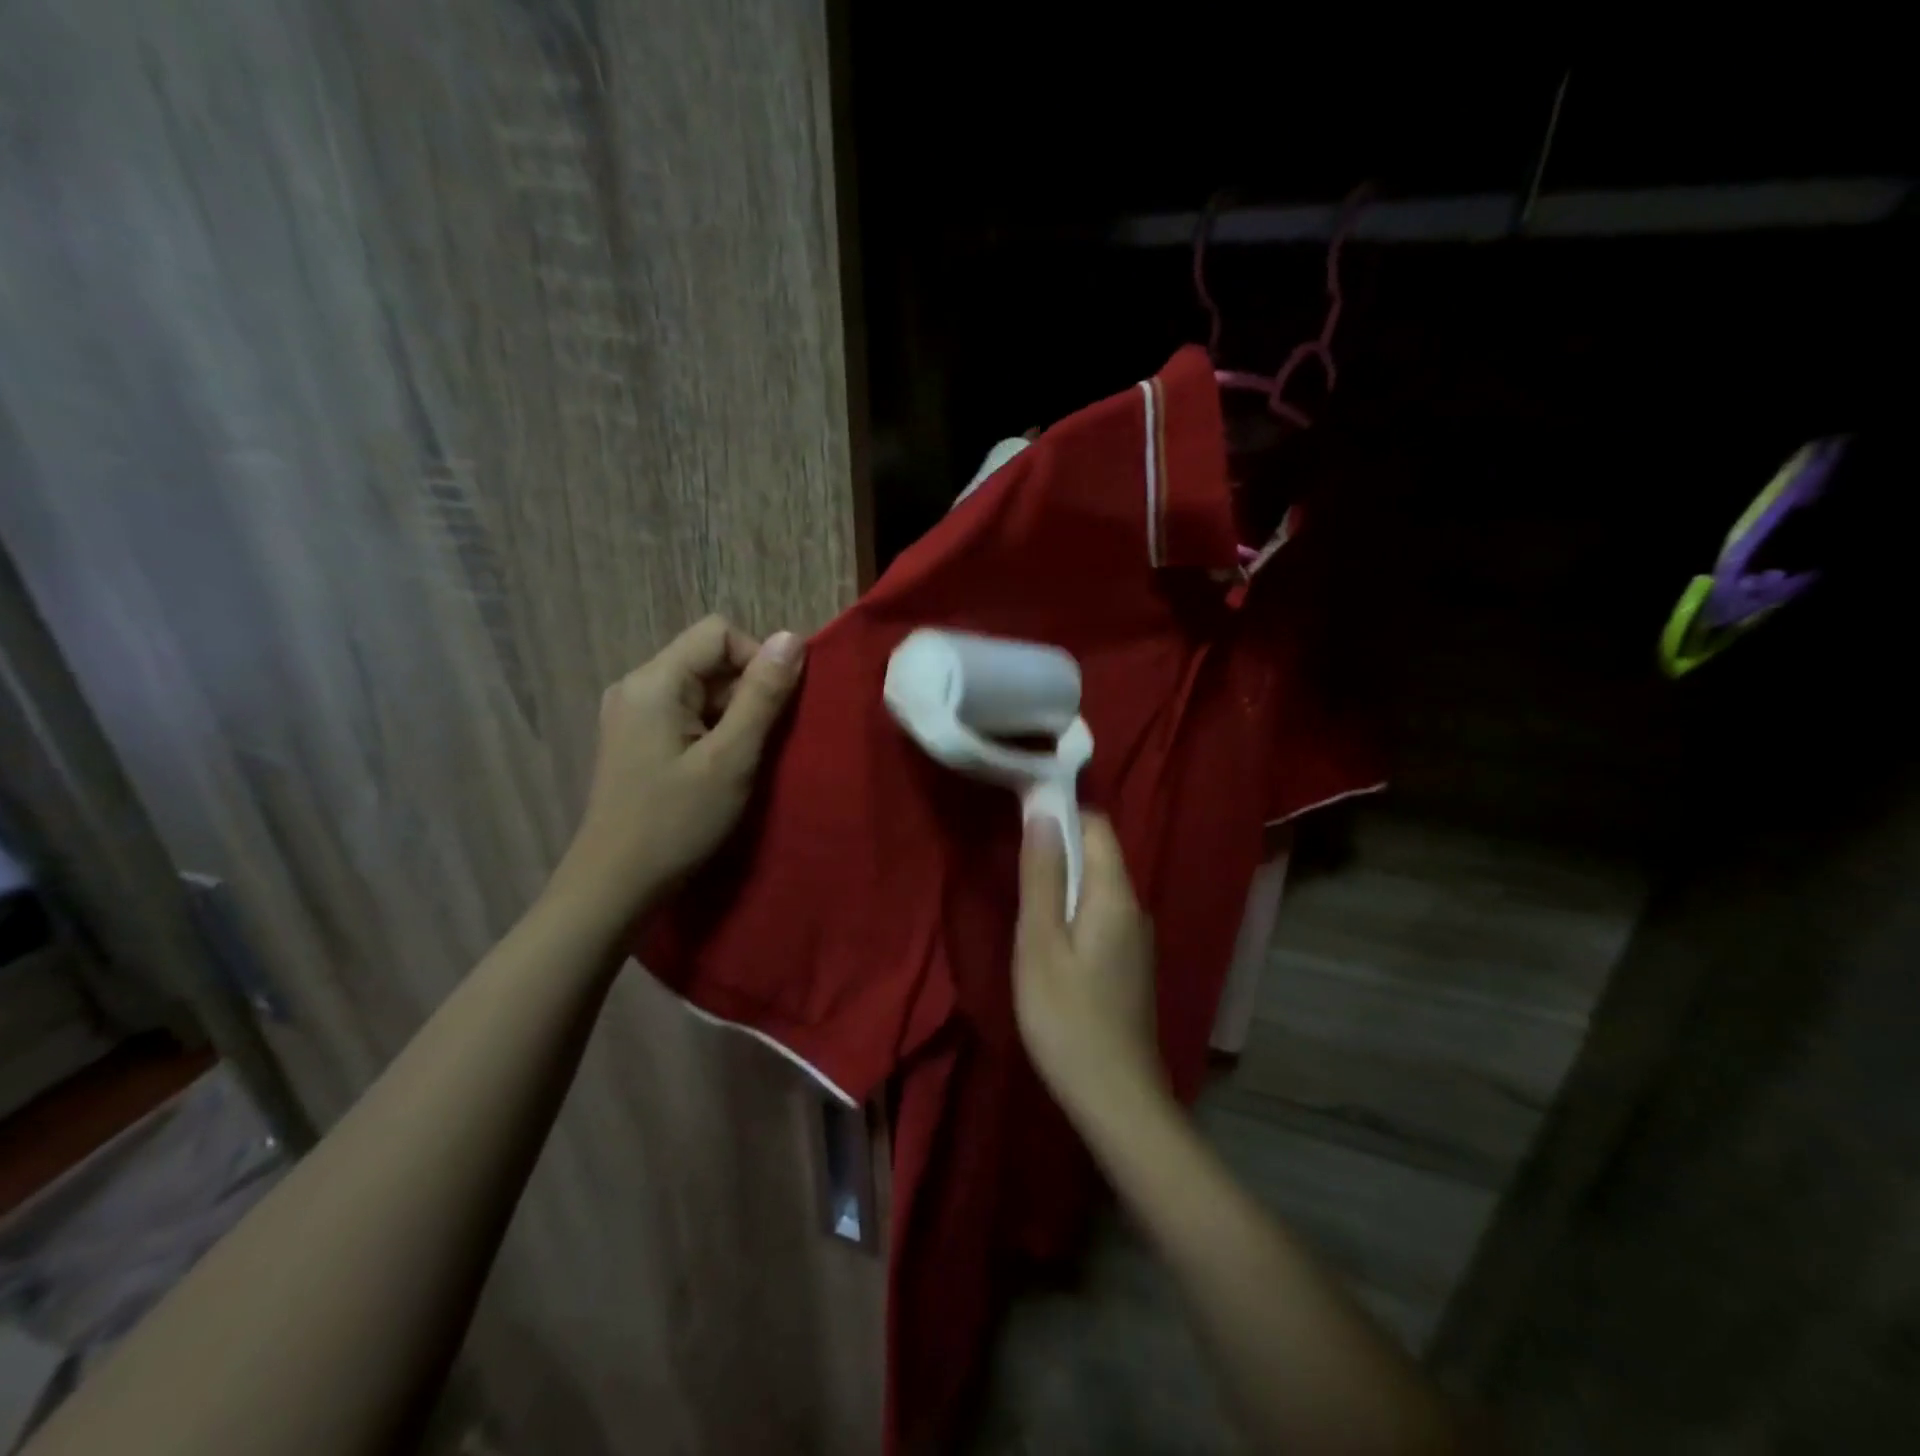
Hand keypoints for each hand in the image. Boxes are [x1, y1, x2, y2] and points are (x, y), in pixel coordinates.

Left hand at [551, 615, 804, 916]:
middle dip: (745, 693)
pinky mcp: (635, 737)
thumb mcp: (731, 759)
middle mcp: (637, 685)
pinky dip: (712, 731)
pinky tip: (716, 769)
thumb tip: (792, 638)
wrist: (614, 885)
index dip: (757, 660)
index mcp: (654, 681)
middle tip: (758, 745)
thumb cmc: (676, 822)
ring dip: (732, 716)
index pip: (719, 633)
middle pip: (709, 659)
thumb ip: (762, 696)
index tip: (774, 711)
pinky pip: (686, 713)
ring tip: (738, 763)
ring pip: (701, 688)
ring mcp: (632, 712)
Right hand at [1014, 813, 1163, 1119]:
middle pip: (1099, 852)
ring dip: (1063, 876)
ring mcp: (1136, 937)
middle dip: (1059, 842)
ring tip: (1024, 890)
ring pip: (1099, 885)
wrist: (1116, 1098)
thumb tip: (1043, 811)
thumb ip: (1042, 875)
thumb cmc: (1067, 1018)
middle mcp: (1134, 906)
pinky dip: (1074, 905)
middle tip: (1012, 853)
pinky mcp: (1130, 962)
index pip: (1096, 824)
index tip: (1021, 809)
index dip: (1061, 809)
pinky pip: (1101, 912)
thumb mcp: (1040, 942)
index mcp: (1115, 894)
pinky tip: (1048, 931)